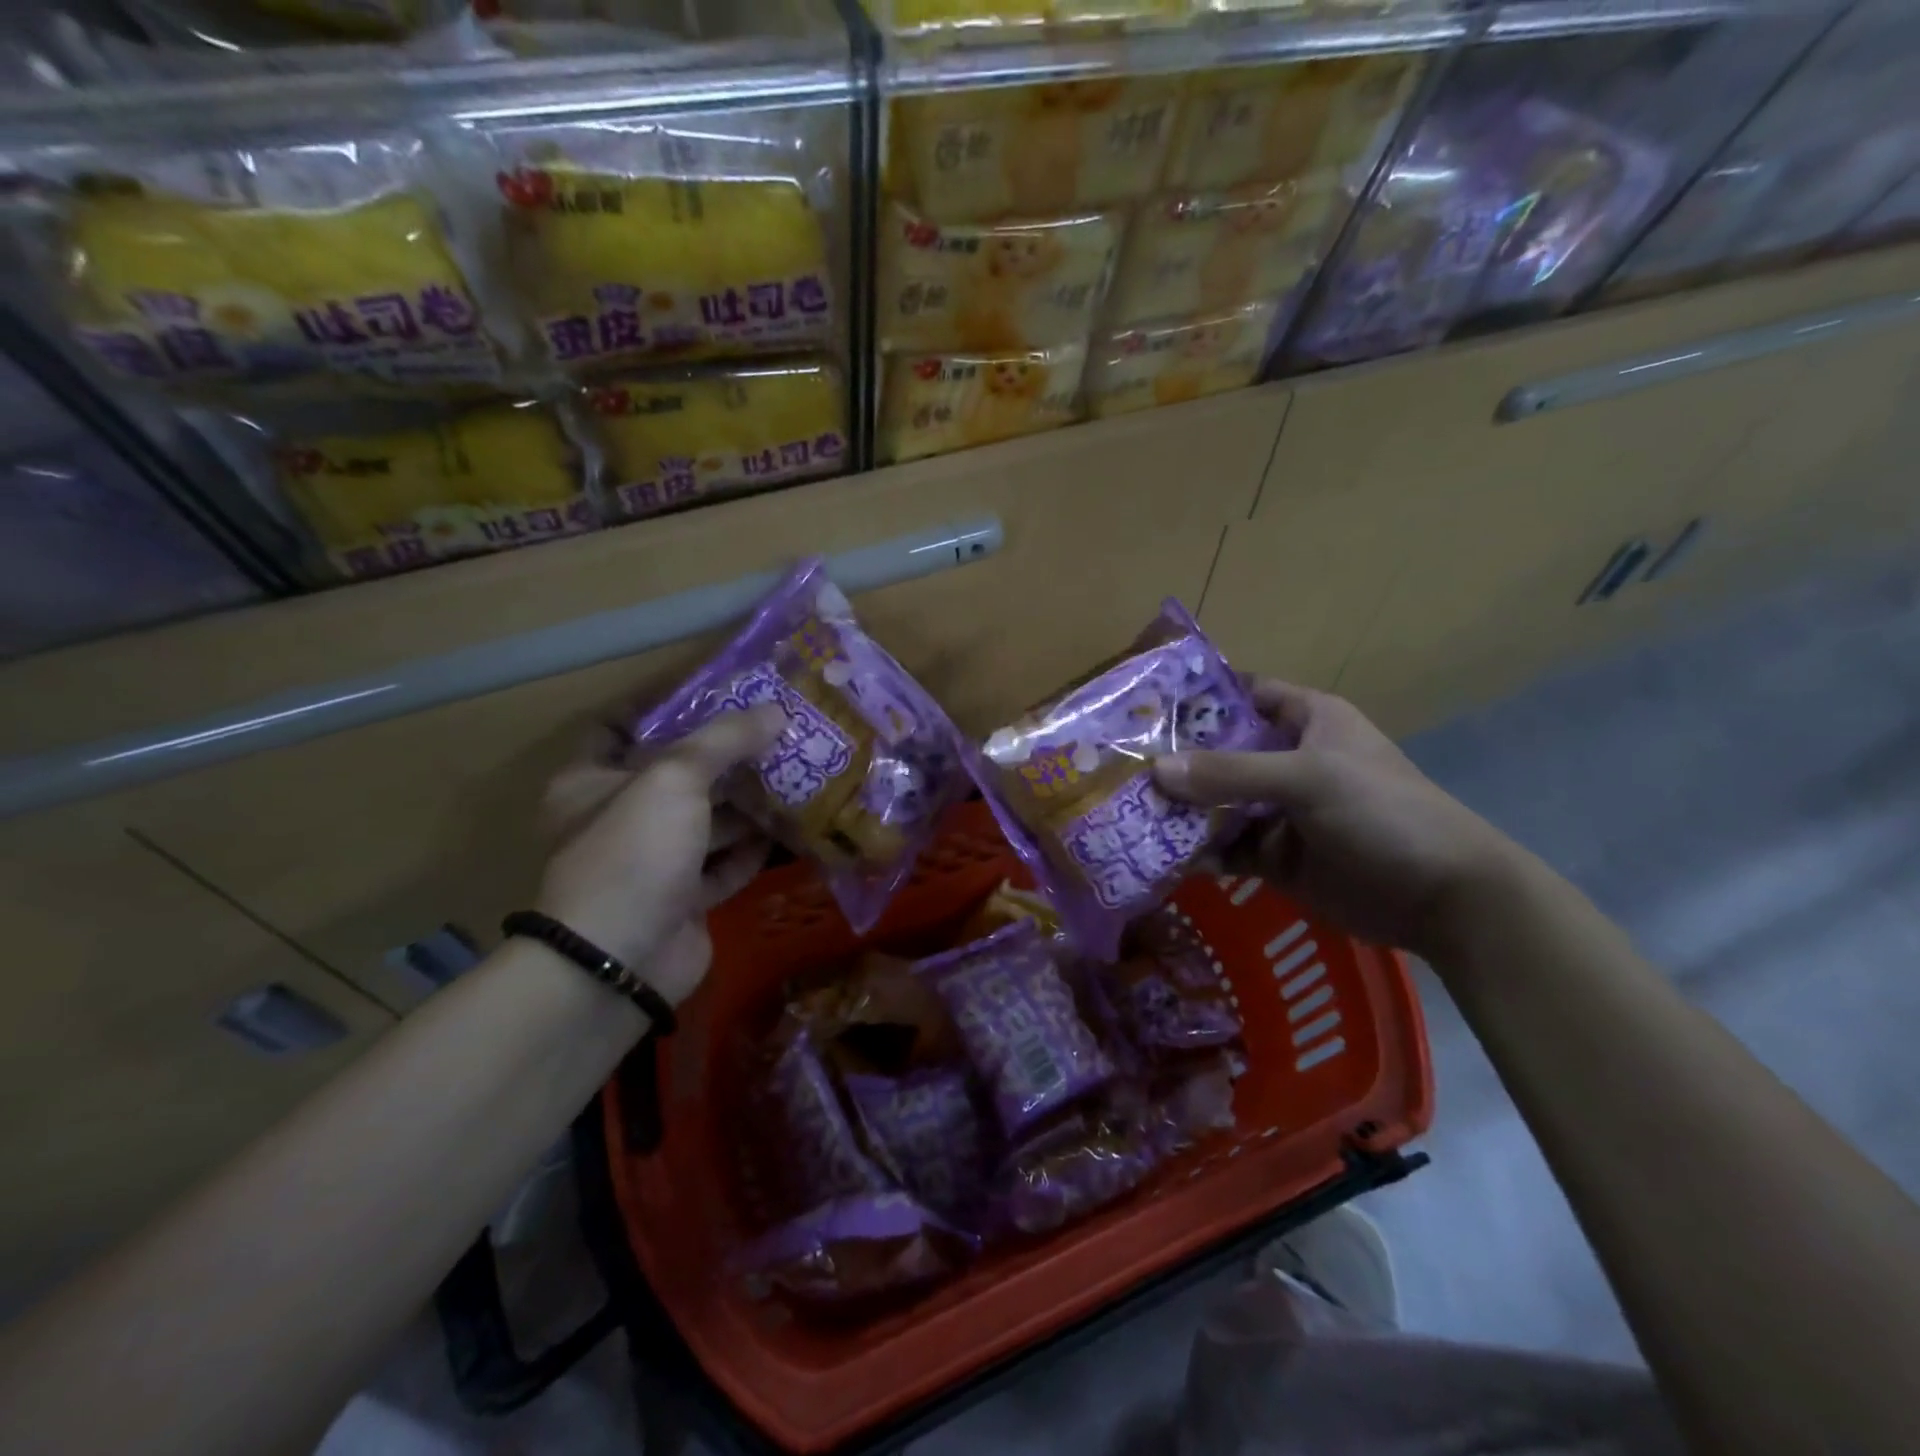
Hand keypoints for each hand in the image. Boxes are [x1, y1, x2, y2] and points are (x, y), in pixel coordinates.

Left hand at [536, 706, 784, 1004]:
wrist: (620, 961)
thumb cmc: (633, 852)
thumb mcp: (675, 778)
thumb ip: (725, 740)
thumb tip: (777, 711)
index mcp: (592, 781)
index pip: (620, 726)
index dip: (662, 706)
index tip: (715, 691)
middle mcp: (619, 818)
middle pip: (676, 774)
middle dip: (724, 755)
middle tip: (775, 731)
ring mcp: (652, 862)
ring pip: (706, 821)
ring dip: (746, 802)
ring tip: (795, 773)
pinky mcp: (683, 899)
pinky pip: (723, 864)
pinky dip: (752, 849)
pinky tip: (790, 829)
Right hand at [1153, 680, 1522, 960]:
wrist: (1441, 898)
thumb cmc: (1382, 813)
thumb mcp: (1308, 779)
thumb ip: (1231, 774)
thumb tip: (1156, 771)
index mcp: (1307, 721)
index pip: (1243, 695)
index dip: (1198, 699)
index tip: (1144, 708)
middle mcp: (1288, 760)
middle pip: (1220, 753)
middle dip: (1175, 762)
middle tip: (1118, 769)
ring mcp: (1281, 811)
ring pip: (1217, 804)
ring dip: (1181, 812)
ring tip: (1130, 817)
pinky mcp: (1276, 857)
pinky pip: (1227, 847)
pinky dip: (1200, 852)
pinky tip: (1165, 858)